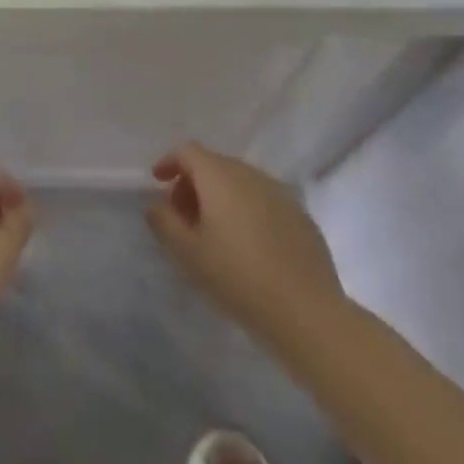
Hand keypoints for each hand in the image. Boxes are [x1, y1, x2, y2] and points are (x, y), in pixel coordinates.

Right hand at [147, 143, 343, 344]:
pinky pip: (264, 201)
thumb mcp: (188, 254)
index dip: (169, 161)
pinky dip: (247, 211)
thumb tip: (156, 205)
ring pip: (240, 182)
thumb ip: (164, 222)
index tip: (158, 182)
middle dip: (193, 183)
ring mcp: (279, 193)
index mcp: (219, 175)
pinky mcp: (301, 216)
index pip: (188, 151)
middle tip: (183, 216)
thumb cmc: (238, 277)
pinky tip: (249, 245)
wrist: (307, 312)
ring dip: (221, 197)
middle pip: (214, 164)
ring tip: (214, 233)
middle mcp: (249, 173)